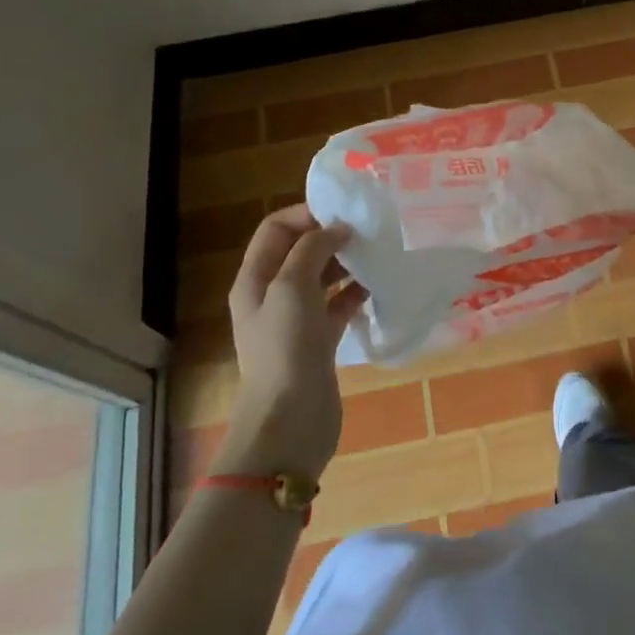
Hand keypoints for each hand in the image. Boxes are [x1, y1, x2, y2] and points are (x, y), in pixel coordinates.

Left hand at [217, 205, 363, 477]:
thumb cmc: (285, 349)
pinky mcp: (319, 341)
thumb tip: (337, 229)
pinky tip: (379, 287)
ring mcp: (297, 319)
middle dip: (332, 236)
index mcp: (255, 278)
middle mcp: (273, 294)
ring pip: (323, 277)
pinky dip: (356, 293)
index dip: (306, 214)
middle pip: (301, 251)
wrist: (289, 422)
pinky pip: (338, 305)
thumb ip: (312, 250)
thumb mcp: (291, 288)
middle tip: (369, 231)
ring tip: (379, 254)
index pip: (277, 229)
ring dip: (347, 264)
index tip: (344, 212)